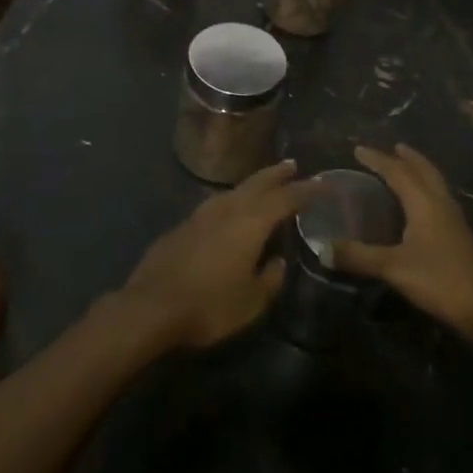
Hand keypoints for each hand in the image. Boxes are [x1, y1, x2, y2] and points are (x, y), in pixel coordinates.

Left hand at [123, 161, 315, 348]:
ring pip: (231, 191)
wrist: (151, 307)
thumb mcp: (251, 301)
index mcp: (249, 223)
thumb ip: (269, 278)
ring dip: (250, 185)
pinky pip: (213, 206)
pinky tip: (227, 210)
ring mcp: (199, 216)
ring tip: (261, 184)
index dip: (305, 191)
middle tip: (292, 165)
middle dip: (276, 175)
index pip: (284, 199)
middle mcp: (226, 210)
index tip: (322, 184)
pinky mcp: (180, 228)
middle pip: (256, 184)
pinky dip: (228, 201)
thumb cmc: (209, 305)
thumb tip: (276, 262)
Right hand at [335, 144, 472, 344]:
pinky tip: (420, 207)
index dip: (377, 160)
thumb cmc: (440, 280)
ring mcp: (454, 220)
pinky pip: (439, 201)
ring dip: (420, 172)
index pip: (398, 172)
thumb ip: (358, 256)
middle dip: (407, 158)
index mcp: (424, 203)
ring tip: (406, 168)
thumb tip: (323, 248)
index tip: (357, 150)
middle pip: (424, 171)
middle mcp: (441, 204)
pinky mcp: (459, 237)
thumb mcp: (393, 267)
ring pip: (435, 184)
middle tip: (392, 148)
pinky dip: (426, 192)